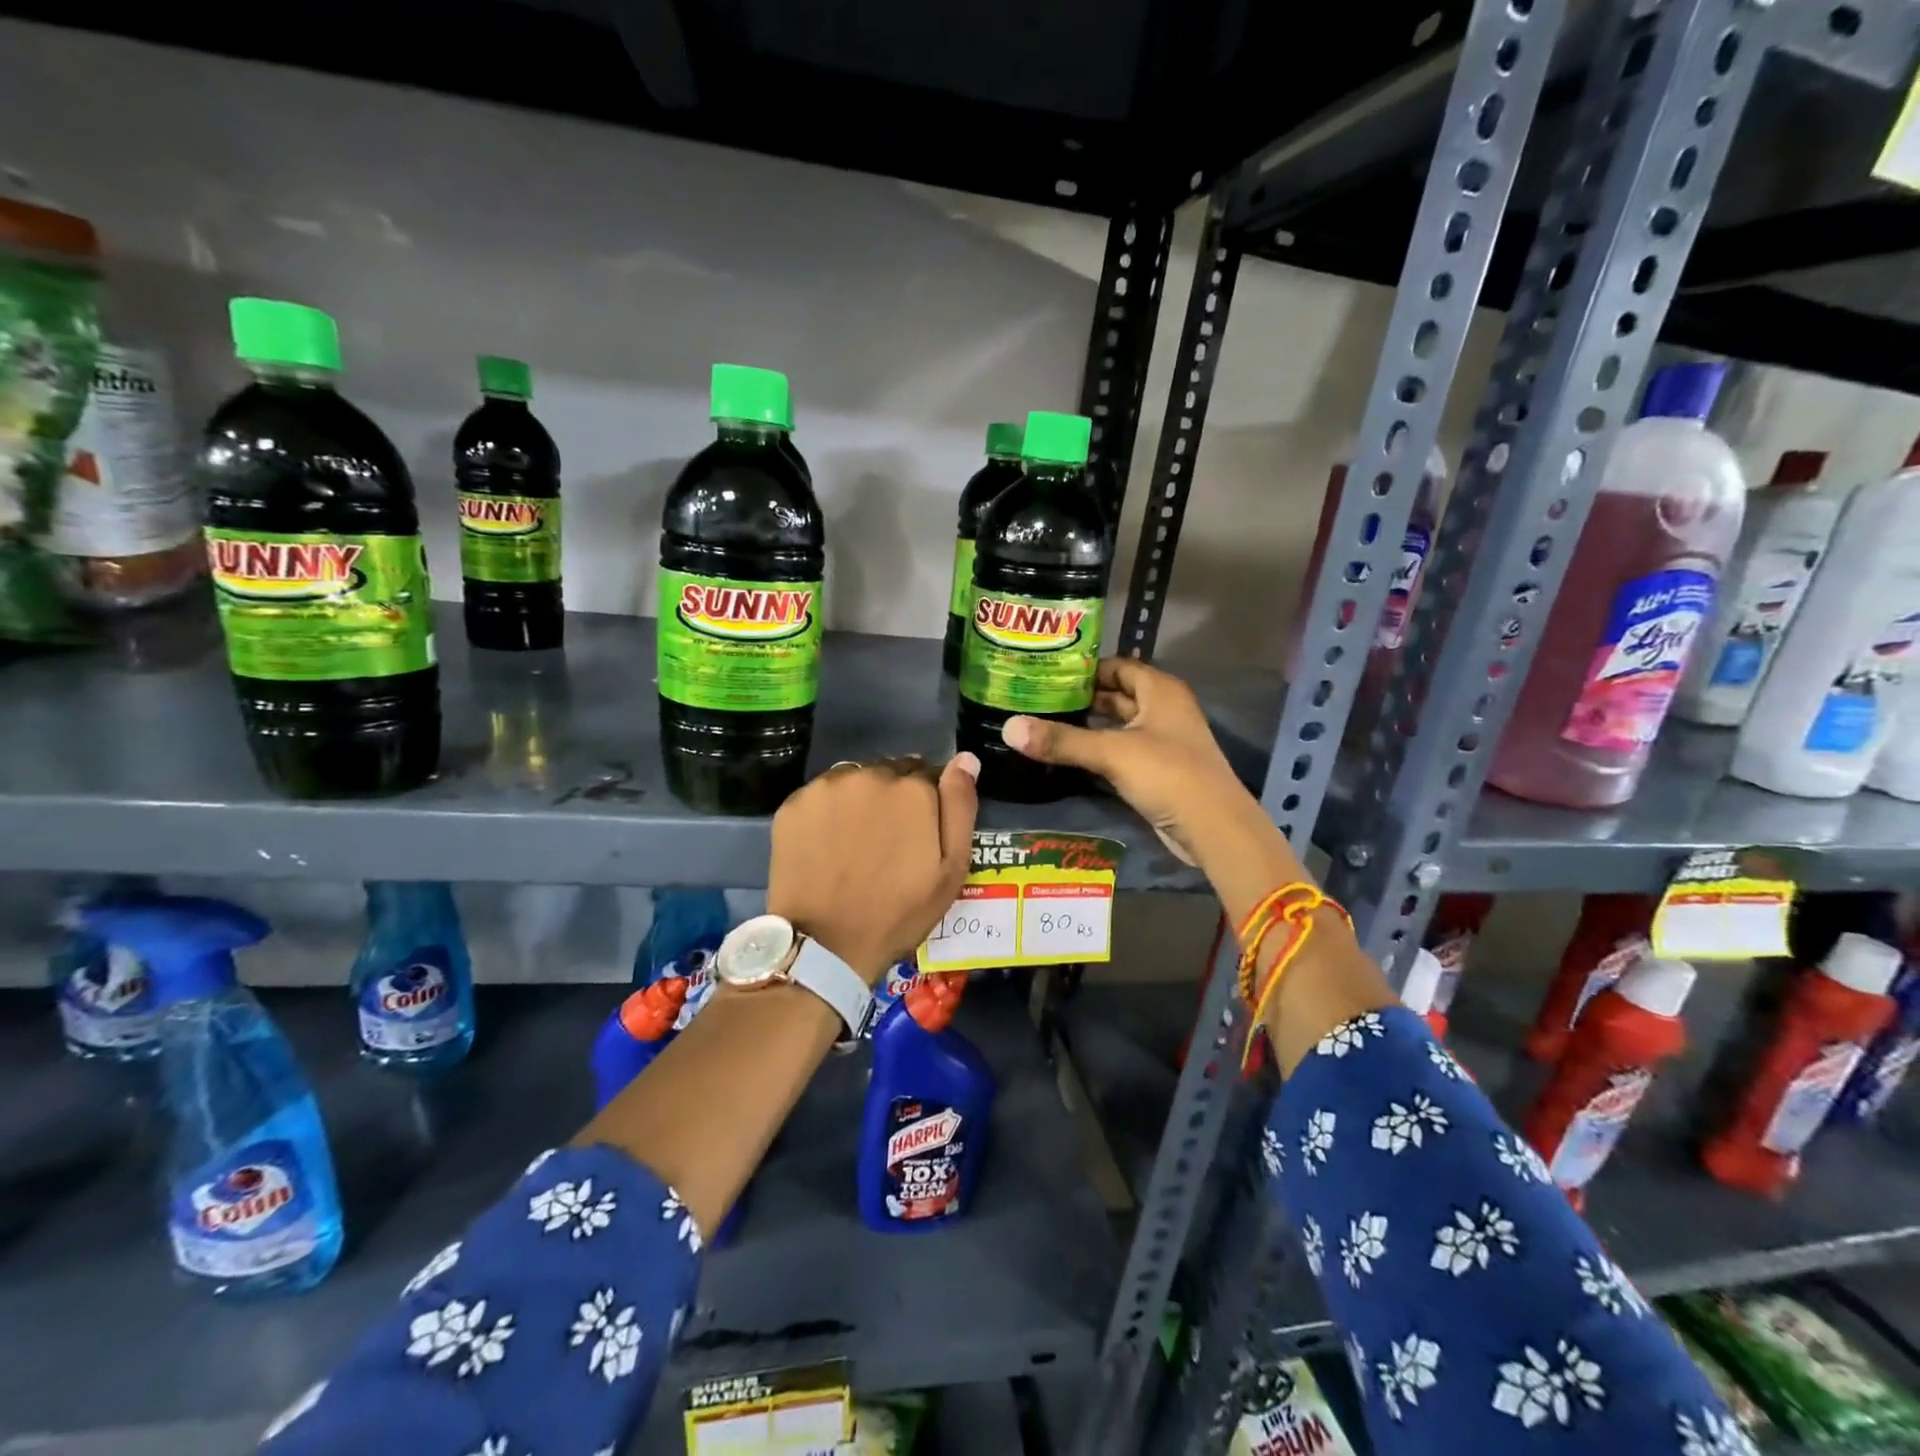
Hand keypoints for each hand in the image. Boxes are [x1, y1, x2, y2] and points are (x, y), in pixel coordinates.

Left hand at [767, 754, 979, 983]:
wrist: (826, 943)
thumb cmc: (899, 912)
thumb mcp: (951, 869)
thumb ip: (960, 807)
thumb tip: (966, 759)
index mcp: (913, 788)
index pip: (926, 773)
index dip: (925, 803)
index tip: (918, 832)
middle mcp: (870, 774)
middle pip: (889, 773)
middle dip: (893, 797)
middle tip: (887, 840)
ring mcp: (827, 787)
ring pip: (854, 780)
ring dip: (860, 800)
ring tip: (855, 842)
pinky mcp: (795, 803)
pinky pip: (821, 795)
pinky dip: (828, 811)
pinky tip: (827, 843)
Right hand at [1001, 659, 1255, 866]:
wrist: (1212, 827)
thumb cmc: (1167, 774)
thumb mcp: (1111, 752)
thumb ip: (1061, 740)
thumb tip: (1009, 728)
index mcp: (1160, 690)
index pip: (1118, 666)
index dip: (1086, 668)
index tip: (1047, 672)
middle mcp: (1163, 709)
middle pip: (1117, 695)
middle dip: (1081, 697)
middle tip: (1037, 698)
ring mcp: (1161, 741)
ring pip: (1117, 725)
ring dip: (1088, 725)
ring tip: (1044, 723)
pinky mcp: (1156, 770)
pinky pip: (1120, 751)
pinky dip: (1097, 750)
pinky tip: (1067, 755)